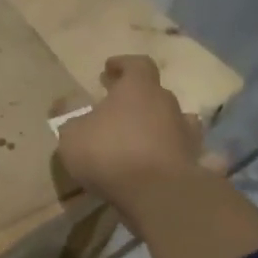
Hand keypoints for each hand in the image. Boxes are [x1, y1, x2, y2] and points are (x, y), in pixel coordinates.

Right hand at [56, 56, 222, 224]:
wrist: (156, 193)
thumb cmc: (109, 153)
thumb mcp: (73, 135)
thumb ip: (70, 118)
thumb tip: (64, 104)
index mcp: (139, 89)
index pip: (137, 64)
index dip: (123, 64)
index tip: (109, 68)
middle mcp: (167, 103)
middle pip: (155, 93)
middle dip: (137, 99)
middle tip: (118, 109)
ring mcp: (185, 132)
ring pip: (173, 120)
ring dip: (158, 125)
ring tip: (141, 136)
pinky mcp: (193, 160)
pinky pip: (182, 150)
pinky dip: (172, 152)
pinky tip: (161, 161)